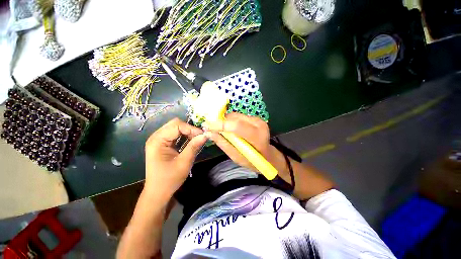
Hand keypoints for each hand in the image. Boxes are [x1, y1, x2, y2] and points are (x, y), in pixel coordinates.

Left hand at [144, 118, 206, 202]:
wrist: (158, 192)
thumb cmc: (169, 179)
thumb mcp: (184, 163)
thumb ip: (194, 146)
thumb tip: (205, 135)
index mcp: (157, 141)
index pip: (176, 125)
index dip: (191, 128)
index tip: (202, 135)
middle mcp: (156, 137)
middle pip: (175, 124)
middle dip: (190, 129)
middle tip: (200, 137)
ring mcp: (159, 140)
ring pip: (176, 128)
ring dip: (188, 132)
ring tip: (197, 140)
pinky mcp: (163, 143)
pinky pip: (176, 134)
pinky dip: (185, 136)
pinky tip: (191, 142)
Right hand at [204, 113, 283, 172]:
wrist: (268, 156)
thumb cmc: (253, 161)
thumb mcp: (236, 157)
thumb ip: (223, 144)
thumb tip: (209, 133)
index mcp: (257, 137)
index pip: (236, 126)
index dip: (220, 125)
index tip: (206, 126)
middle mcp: (259, 124)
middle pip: (235, 118)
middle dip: (221, 122)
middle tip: (211, 129)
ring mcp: (258, 120)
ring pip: (236, 116)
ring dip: (226, 122)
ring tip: (221, 130)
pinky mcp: (255, 118)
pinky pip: (239, 116)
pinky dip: (231, 121)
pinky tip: (230, 129)